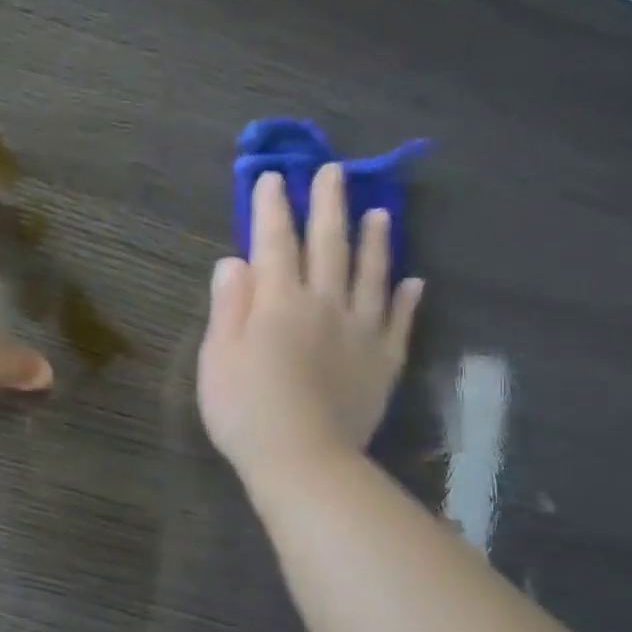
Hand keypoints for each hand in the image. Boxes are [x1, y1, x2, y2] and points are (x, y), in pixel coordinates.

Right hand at [199, 166, 422, 482]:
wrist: (303, 460)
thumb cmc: (246, 410)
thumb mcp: (218, 357)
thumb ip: (229, 306)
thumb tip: (235, 260)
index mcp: (279, 303)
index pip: (275, 243)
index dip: (272, 209)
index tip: (273, 177)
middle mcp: (325, 305)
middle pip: (329, 246)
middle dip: (328, 206)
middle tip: (332, 172)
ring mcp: (361, 332)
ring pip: (371, 274)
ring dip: (374, 240)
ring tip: (380, 211)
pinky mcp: (384, 362)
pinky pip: (399, 321)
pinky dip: (406, 298)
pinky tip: (413, 282)